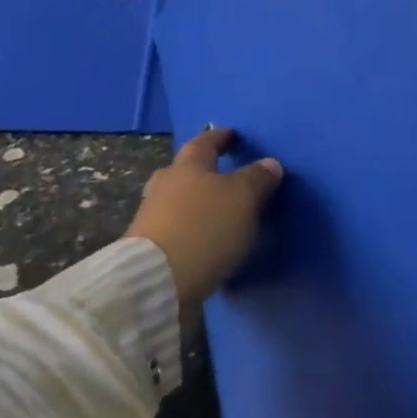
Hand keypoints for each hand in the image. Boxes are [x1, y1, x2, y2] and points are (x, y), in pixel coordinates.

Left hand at [124, 127, 283, 321]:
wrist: (156, 282)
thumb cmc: (203, 227)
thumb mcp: (242, 198)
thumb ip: (257, 179)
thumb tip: (270, 163)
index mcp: (188, 165)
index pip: (205, 141)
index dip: (220, 137)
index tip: (232, 135)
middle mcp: (165, 185)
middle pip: (182, 171)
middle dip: (199, 172)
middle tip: (219, 176)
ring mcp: (151, 219)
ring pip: (174, 202)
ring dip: (192, 205)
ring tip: (215, 216)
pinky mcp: (147, 252)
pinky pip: (172, 232)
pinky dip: (187, 233)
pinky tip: (202, 245)